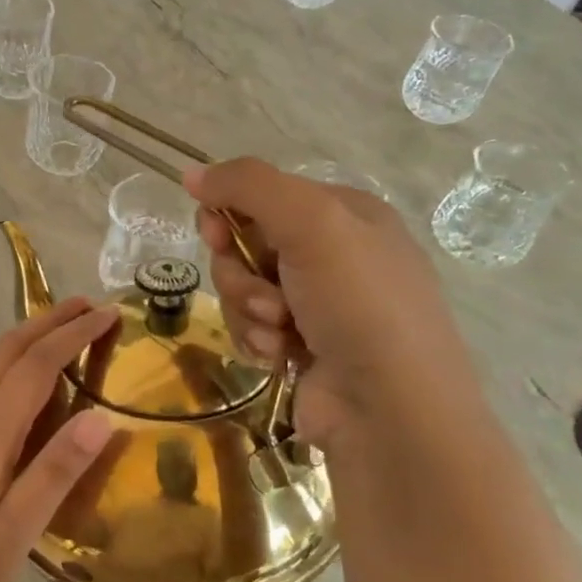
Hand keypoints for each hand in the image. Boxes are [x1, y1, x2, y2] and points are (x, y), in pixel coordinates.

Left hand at [0, 298, 117, 581]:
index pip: (37, 365)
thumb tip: (101, 418)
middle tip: (88, 304)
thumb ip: (55, 473)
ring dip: (20, 334)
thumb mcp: (14, 534)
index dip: (74, 335)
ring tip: (51, 328)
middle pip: (7, 349)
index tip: (109, 313)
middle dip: (49, 322)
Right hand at [184, 158, 479, 445]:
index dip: (230, 211)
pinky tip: (281, 355)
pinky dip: (257, 339)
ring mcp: (317, 304)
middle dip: (241, 272)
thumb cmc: (359, 303)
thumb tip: (191, 173)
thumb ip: (248, 185)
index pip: (263, 195)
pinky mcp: (300, 345)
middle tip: (265, 295)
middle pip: (246, 244)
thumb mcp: (311, 223)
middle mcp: (332, 255)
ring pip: (242, 288)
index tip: (215, 233)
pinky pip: (250, 326)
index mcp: (345, 214)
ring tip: (280, 331)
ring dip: (249, 310)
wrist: (391, 408)